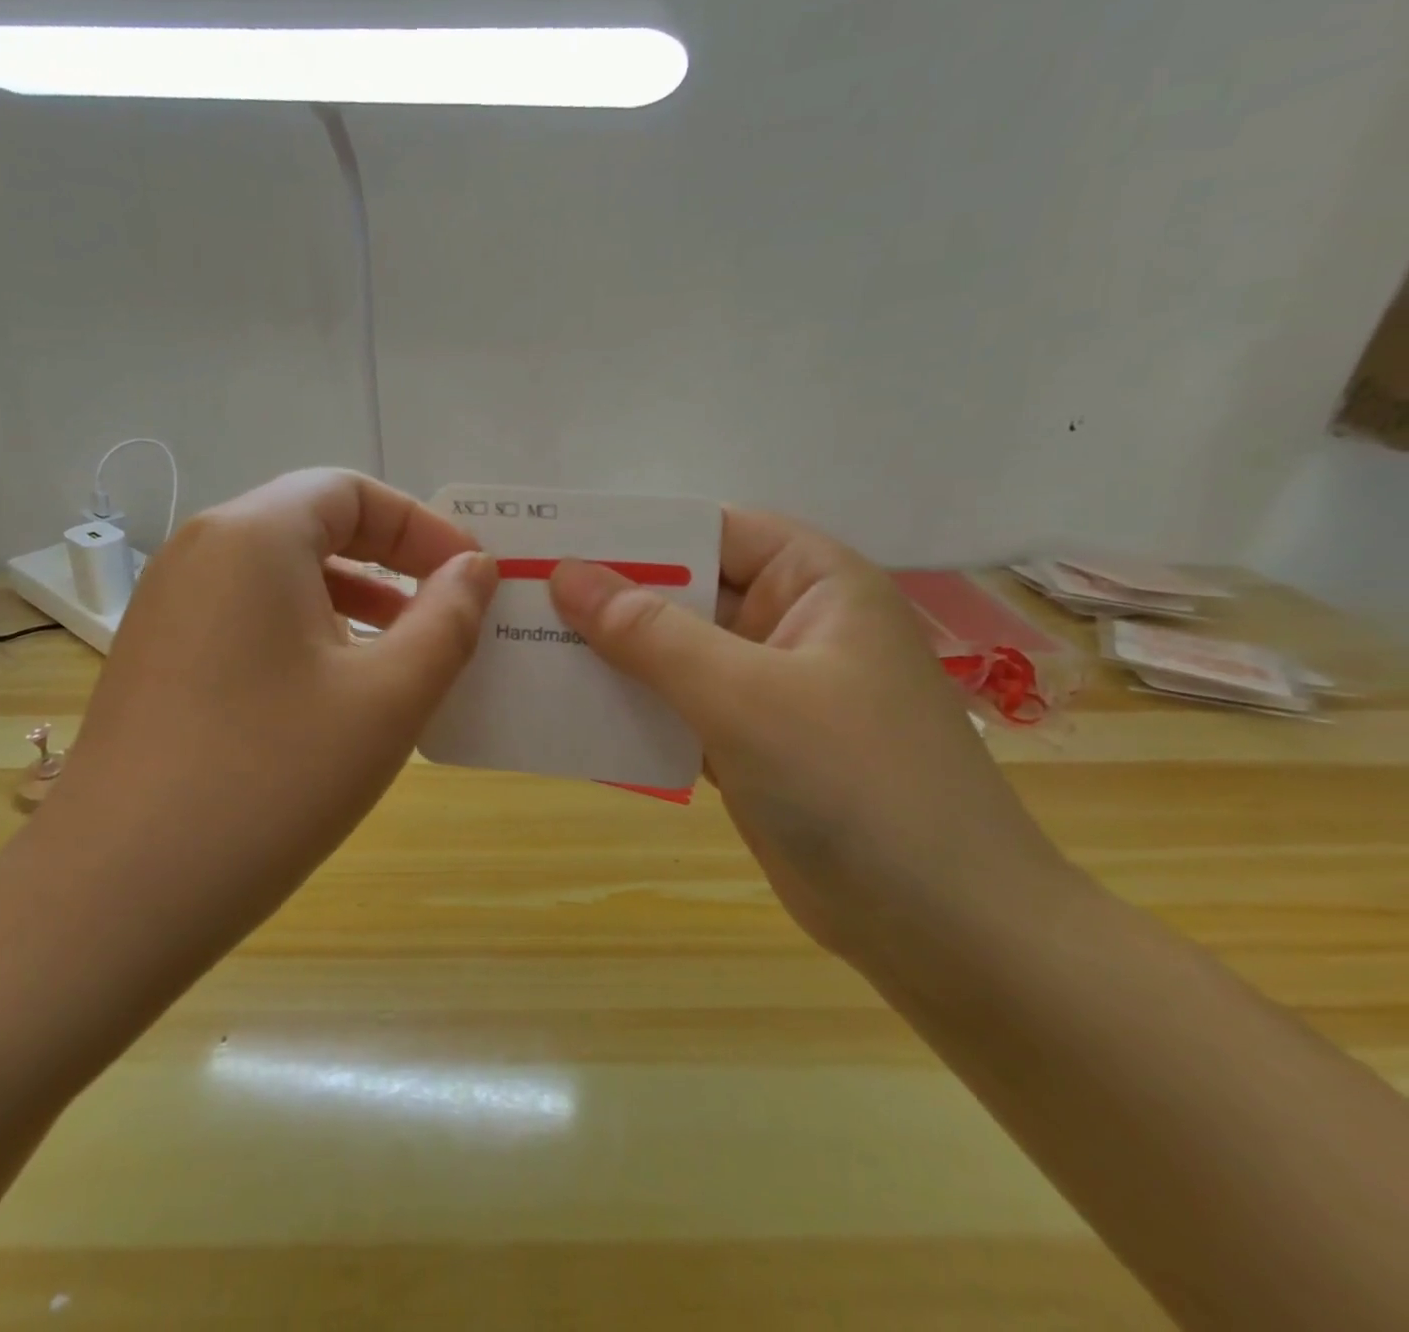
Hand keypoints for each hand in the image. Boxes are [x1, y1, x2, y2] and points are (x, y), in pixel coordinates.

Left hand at [35, 469, 496, 961]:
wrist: (116, 896)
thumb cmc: (271, 779)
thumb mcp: (387, 697)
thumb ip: (447, 620)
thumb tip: (474, 569)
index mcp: (252, 536)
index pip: (350, 491)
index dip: (421, 525)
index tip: (470, 575)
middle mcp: (199, 552)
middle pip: (312, 525)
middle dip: (389, 561)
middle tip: (443, 613)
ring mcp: (167, 606)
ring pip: (279, 575)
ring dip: (350, 599)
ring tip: (399, 655)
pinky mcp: (156, 658)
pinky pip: (247, 618)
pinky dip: (304, 633)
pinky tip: (332, 695)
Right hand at [549, 513, 1063, 964]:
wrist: (944, 930)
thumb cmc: (854, 785)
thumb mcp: (742, 695)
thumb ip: (650, 633)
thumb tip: (567, 574)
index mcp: (812, 583)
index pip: (709, 530)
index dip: (633, 533)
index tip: (552, 542)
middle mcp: (791, 624)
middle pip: (684, 592)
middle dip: (609, 598)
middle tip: (519, 599)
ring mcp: (770, 688)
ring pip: (674, 654)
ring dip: (612, 656)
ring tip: (527, 650)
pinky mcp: (751, 744)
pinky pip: (678, 708)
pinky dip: (633, 709)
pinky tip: (570, 712)